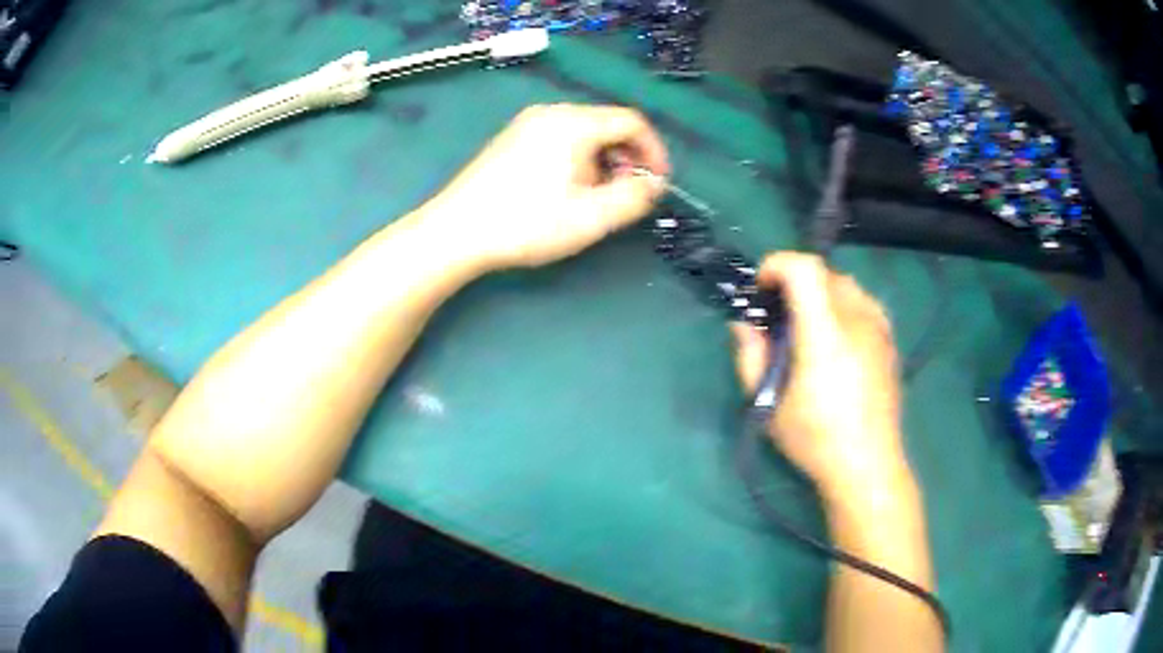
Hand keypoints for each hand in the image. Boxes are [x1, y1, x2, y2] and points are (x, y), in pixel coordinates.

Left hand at [421, 103, 669, 269]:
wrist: (456, 231)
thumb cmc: (526, 223)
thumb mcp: (591, 217)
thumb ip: (634, 197)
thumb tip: (653, 184)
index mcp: (574, 122)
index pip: (632, 121)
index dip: (654, 151)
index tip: (658, 183)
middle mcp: (551, 112)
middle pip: (607, 124)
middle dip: (627, 158)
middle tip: (627, 195)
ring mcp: (527, 123)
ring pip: (584, 133)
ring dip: (603, 161)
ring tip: (597, 198)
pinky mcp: (512, 138)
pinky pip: (560, 139)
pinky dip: (578, 159)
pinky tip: (567, 190)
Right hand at [730, 253, 910, 503]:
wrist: (868, 464)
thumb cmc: (815, 439)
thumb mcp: (768, 405)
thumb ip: (750, 357)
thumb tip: (743, 324)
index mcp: (825, 334)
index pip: (805, 268)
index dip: (777, 264)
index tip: (762, 289)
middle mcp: (856, 321)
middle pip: (823, 271)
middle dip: (794, 282)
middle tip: (779, 315)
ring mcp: (879, 328)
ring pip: (846, 283)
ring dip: (821, 291)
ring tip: (809, 326)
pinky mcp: (890, 340)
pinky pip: (864, 302)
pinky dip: (844, 304)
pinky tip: (837, 338)